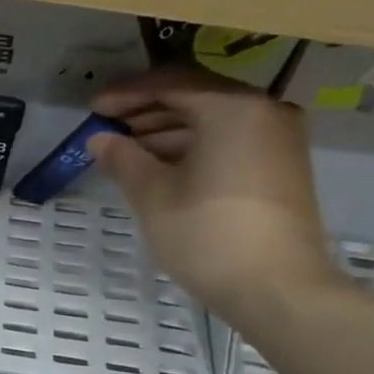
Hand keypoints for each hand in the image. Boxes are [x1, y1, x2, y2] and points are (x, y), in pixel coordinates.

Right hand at [88, 65, 333, 323]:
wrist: (278, 289)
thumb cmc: (209, 236)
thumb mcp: (154, 197)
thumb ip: (124, 160)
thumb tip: (100, 139)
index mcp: (233, 107)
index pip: (171, 84)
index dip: (126, 94)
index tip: (93, 109)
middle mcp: (263, 110)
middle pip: (195, 98)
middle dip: (146, 112)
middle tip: (106, 129)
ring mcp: (278, 138)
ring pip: (212, 121)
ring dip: (167, 132)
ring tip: (126, 153)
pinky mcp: (281, 166)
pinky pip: (230, 141)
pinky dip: (193, 148)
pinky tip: (161, 168)